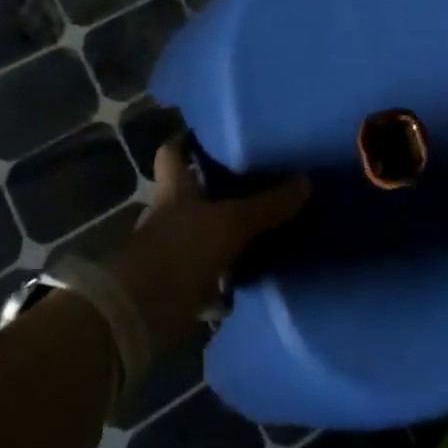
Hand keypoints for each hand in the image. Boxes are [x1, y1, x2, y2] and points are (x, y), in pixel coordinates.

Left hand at [104, 138, 309, 350]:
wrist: (142, 314)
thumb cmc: (181, 250)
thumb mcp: (232, 223)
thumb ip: (268, 204)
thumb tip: (305, 181)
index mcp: (174, 189)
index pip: (172, 153)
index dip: (186, 141)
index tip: (210, 133)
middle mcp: (168, 215)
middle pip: (189, 194)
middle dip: (216, 190)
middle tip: (254, 181)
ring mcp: (170, 252)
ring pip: (200, 234)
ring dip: (222, 234)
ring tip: (261, 228)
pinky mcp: (176, 286)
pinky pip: (206, 274)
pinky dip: (225, 277)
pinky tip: (251, 274)